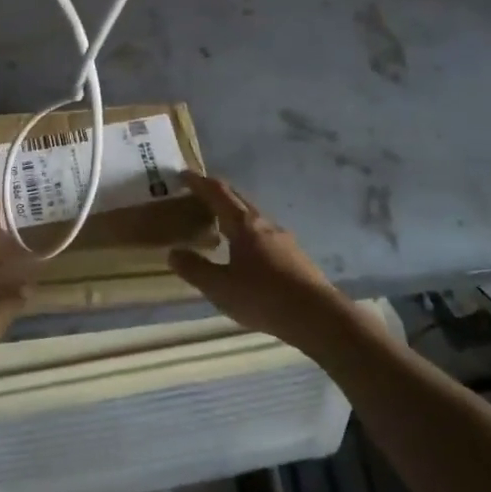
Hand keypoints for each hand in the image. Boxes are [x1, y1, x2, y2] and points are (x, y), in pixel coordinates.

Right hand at [169, 173, 383, 355]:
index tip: (183, 175)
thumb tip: (173, 252)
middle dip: (216, 193)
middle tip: (196, 196)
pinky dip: (247, 233)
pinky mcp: (294, 256)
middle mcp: (264, 224)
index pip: (217, 193)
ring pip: (253, 217)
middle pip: (238, 199)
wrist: (318, 316)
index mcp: (243, 225)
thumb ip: (195, 269)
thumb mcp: (220, 288)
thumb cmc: (263, 297)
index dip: (199, 182)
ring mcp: (283, 239)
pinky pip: (264, 234)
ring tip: (218, 225)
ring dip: (233, 214)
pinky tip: (244, 252)